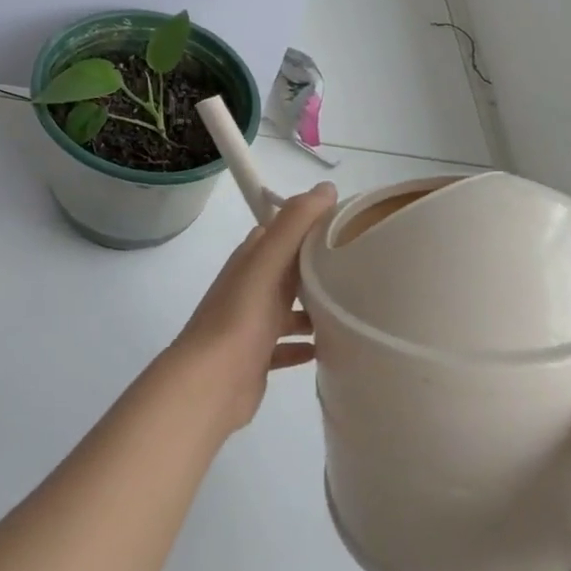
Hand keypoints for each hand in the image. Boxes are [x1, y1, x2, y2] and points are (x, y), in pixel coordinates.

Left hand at [161, 183, 337, 432]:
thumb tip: (326, 188)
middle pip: (287, 269)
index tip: (348, 224)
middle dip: (317, 265)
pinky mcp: (256, 358)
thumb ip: (294, 224)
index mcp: (250, 261)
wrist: (210, 382)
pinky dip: (305, 345)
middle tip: (361, 267)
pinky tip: (330, 349)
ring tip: (353, 308)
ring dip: (314, 307)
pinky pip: (285, 346)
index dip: (310, 223)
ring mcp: (251, 325)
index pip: (281, 231)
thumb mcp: (267, 263)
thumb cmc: (240, 318)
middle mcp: (249, 288)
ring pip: (287, 308)